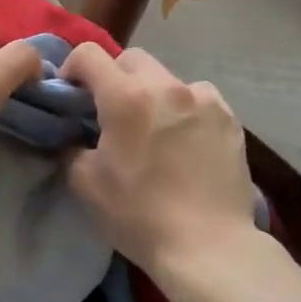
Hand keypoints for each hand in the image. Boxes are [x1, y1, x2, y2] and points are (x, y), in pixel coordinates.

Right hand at [60, 44, 258, 274]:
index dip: (72, 68)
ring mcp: (204, 99)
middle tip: (110, 112)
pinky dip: (185, 109)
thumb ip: (71, 147)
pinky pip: (199, 99)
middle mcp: (167, 86)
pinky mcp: (229, 118)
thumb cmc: (140, 216)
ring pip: (168, 78)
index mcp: (126, 98)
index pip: (89, 54)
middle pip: (131, 59)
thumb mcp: (86, 184)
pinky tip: (185, 140)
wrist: (209, 247)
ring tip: (154, 128)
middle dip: (114, 77)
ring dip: (153, 93)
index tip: (71, 95)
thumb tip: (73, 135)